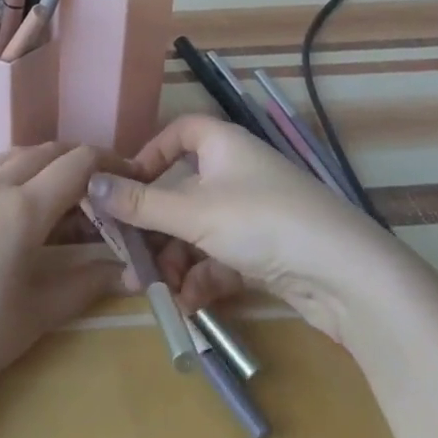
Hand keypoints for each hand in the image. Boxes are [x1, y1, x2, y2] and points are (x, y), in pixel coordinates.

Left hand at [0, 143, 129, 412]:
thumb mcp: (39, 312)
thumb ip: (88, 283)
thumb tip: (132, 271)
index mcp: (22, 207)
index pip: (78, 163)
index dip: (110, 163)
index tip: (131, 178)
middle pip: (46, 151)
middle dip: (80, 161)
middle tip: (102, 188)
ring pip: (14, 156)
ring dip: (45, 163)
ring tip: (63, 195)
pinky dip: (14, 173)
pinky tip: (15, 208)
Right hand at [88, 115, 417, 343]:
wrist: (348, 277)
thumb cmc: (261, 222)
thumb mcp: (192, 212)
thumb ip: (139, 202)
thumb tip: (89, 183)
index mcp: (223, 145)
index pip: (181, 132)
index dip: (151, 153)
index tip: (126, 183)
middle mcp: (238, 173)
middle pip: (184, 190)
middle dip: (155, 226)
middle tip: (130, 254)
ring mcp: (255, 214)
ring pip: (200, 230)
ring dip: (175, 260)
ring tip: (158, 291)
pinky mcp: (268, 251)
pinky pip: (222, 257)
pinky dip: (203, 278)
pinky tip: (190, 306)